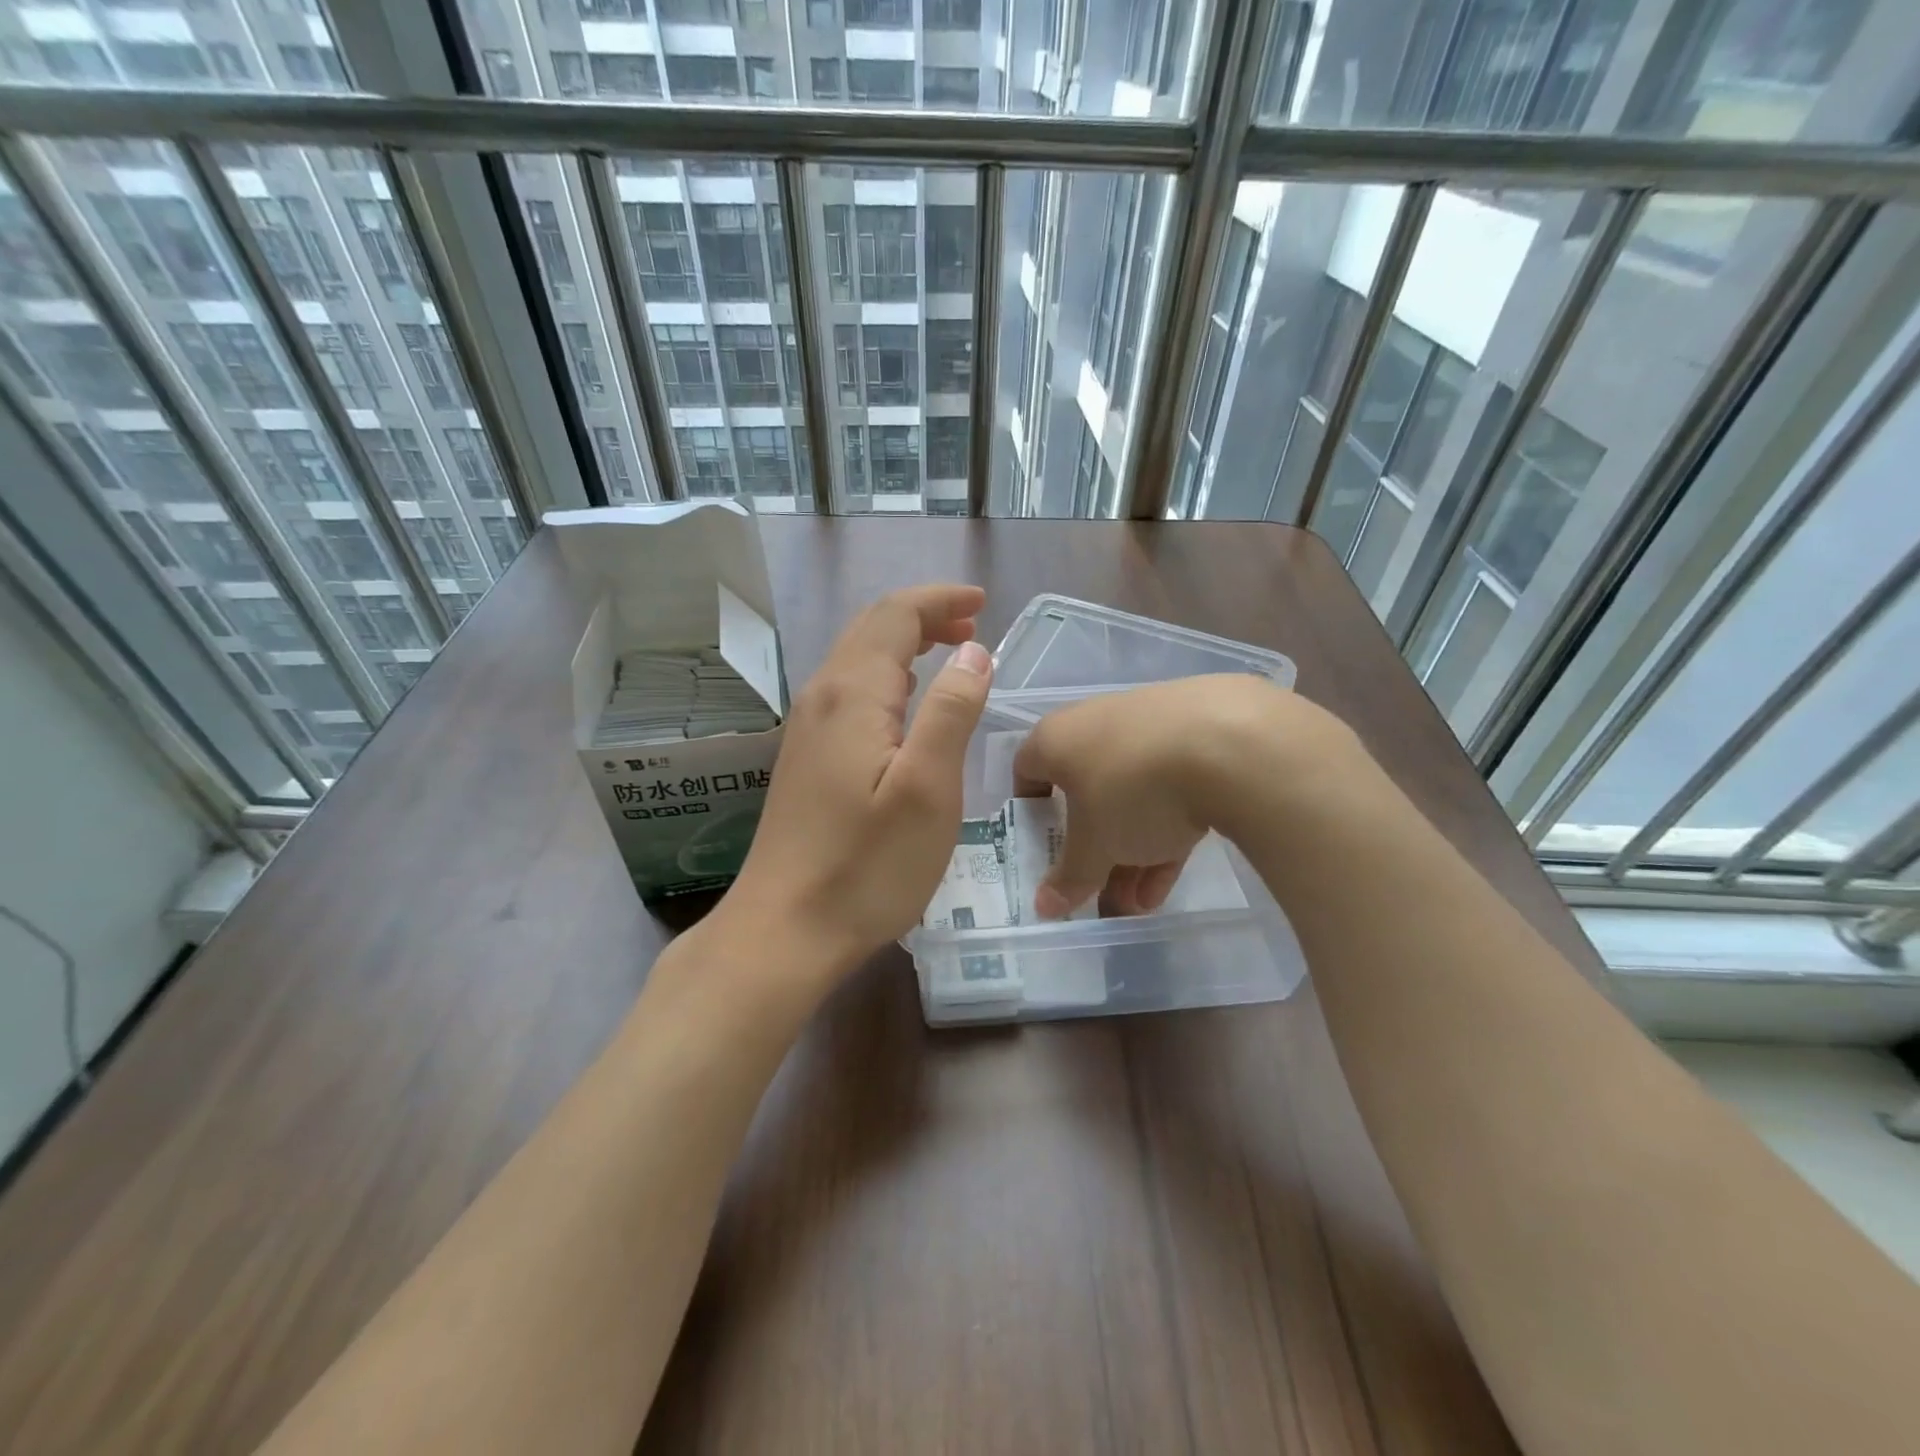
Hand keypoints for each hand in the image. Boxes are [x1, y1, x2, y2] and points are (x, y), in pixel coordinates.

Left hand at [727, 584, 992, 979]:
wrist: (784, 930)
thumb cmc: (866, 866)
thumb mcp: (928, 788)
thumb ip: (951, 711)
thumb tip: (973, 651)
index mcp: (853, 694)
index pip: (895, 616)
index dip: (940, 600)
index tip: (984, 603)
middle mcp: (821, 697)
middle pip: (872, 629)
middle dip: (924, 616)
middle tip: (974, 626)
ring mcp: (806, 729)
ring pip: (858, 659)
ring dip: (905, 644)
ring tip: (951, 654)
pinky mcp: (806, 758)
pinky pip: (849, 691)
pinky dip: (887, 677)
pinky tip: (907, 704)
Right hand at [1013, 675, 1357, 918]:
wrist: (1231, 743)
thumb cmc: (1132, 790)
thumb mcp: (1095, 846)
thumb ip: (1070, 877)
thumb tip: (1044, 906)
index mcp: (1058, 738)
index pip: (1027, 769)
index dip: (1029, 811)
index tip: (1043, 847)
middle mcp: (1098, 722)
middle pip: (1086, 791)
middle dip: (1094, 848)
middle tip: (1102, 890)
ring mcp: (1152, 723)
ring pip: (1132, 794)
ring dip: (1132, 849)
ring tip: (1143, 902)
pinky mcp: (1200, 732)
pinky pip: (1171, 785)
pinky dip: (1168, 828)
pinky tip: (1175, 875)